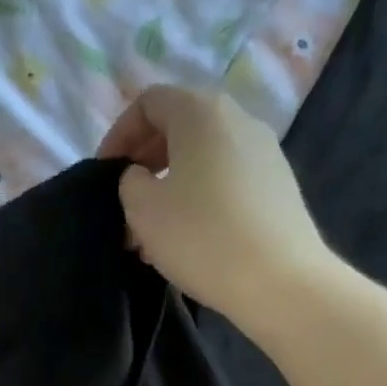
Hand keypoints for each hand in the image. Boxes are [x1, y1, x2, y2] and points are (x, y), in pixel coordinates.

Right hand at [97, 86, 331, 335]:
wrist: (282, 282)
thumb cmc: (202, 236)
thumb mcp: (143, 208)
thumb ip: (129, 181)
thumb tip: (142, 177)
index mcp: (202, 111)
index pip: (149, 102)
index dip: (118, 134)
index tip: (104, 174)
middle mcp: (239, 120)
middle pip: (178, 128)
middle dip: (144, 163)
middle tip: (125, 204)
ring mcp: (265, 154)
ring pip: (202, 159)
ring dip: (170, 187)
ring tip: (151, 232)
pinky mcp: (279, 188)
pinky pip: (226, 181)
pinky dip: (199, 200)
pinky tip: (188, 241)